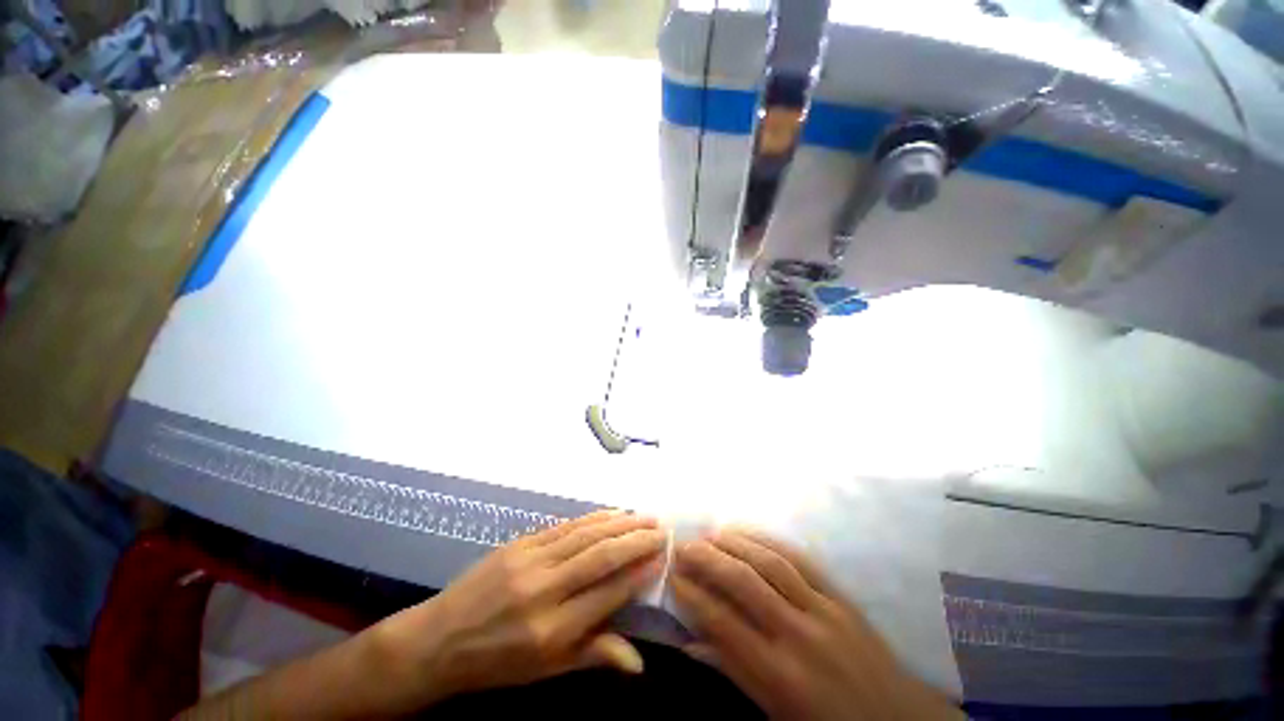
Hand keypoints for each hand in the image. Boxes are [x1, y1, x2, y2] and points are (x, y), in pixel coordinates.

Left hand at [366, 510, 666, 712]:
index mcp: (552, 629)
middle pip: (601, 556)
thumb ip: (593, 656)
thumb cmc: (495, 664)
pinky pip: (565, 525)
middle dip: (636, 540)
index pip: (608, 593)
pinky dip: (593, 517)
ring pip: (586, 534)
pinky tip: (610, 512)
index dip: (638, 573)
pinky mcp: (520, 542)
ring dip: (619, 522)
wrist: (438, 640)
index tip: (662, 557)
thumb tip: (639, 661)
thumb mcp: (544, 672)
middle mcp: (545, 589)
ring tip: (643, 516)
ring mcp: (531, 559)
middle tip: (661, 528)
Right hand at [672, 529, 961, 720]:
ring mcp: (825, 610)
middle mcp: (801, 634)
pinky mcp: (842, 596)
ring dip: (736, 542)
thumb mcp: (776, 714)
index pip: (724, 623)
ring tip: (711, 533)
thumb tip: (691, 642)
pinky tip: (751, 533)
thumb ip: (734, 672)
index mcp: (782, 675)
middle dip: (708, 559)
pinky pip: (802, 559)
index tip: (673, 576)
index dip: (693, 595)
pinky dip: (770, 541)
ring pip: (771, 562)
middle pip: (745, 582)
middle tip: (684, 546)